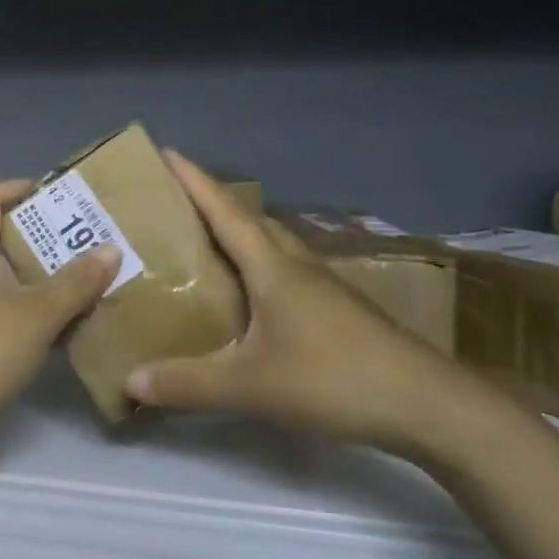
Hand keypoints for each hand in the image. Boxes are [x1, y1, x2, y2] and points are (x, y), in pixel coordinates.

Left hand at [0, 180, 119, 450]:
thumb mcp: (39, 316)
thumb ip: (76, 282)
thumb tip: (111, 248)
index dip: (17, 187)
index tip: (53, 193)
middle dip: (36, 235)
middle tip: (77, 242)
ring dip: (29, 274)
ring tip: (70, 282)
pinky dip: (16, 304)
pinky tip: (44, 327)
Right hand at [126, 152, 481, 455]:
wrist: (428, 405)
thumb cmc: (333, 379)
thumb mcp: (250, 386)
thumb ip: (187, 383)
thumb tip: (130, 380)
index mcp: (273, 268)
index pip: (225, 211)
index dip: (194, 181)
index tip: (166, 153)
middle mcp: (298, 266)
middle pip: (251, 222)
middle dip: (213, 206)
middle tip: (175, 207)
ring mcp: (324, 287)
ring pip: (273, 247)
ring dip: (240, 237)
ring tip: (205, 248)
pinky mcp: (339, 312)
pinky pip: (287, 274)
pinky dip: (260, 270)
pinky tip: (251, 299)